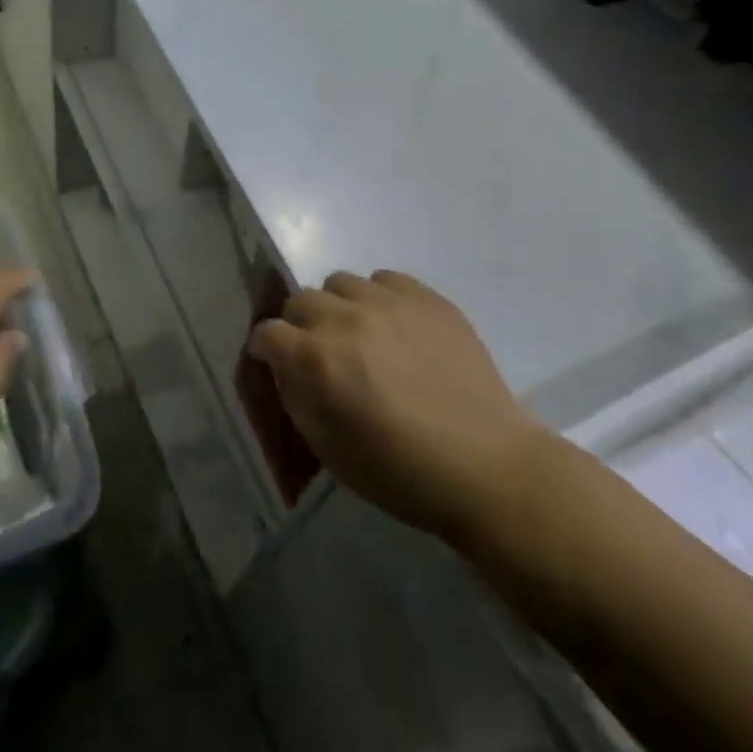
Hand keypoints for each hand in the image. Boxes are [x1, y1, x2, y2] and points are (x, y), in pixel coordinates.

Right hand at [247, 271, 544, 542]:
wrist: (487, 466)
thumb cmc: (401, 472)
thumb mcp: (329, 450)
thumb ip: (297, 399)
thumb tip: (285, 367)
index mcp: (317, 358)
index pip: (268, 332)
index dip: (266, 348)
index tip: (274, 362)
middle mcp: (346, 318)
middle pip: (299, 299)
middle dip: (299, 325)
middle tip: (319, 352)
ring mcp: (390, 302)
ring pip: (340, 282)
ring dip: (338, 307)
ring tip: (359, 335)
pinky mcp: (428, 298)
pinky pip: (385, 279)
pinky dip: (378, 298)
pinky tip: (394, 327)